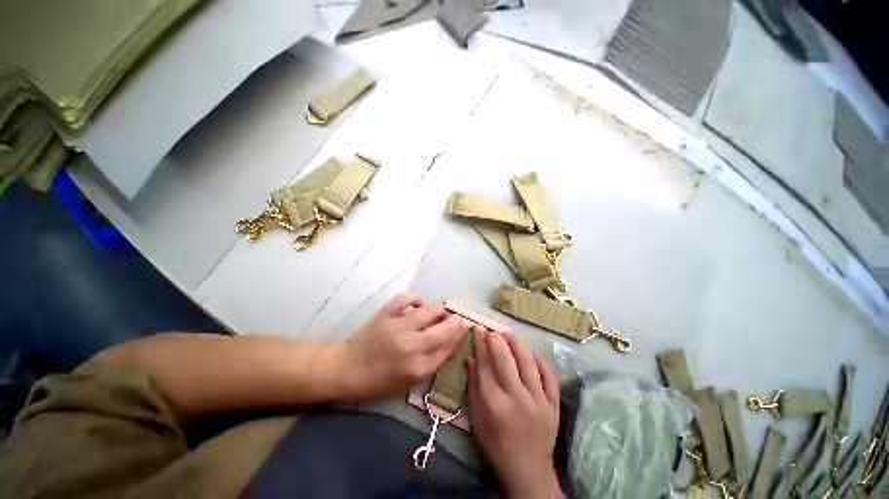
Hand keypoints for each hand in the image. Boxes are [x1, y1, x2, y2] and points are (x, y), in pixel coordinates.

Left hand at [339, 293, 469, 399]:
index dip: (460, 333)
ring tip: (440, 311)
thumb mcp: (412, 379)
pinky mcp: (385, 314)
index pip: (449, 346)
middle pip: (444, 327)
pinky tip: (418, 304)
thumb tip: (454, 339)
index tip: (466, 325)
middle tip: (455, 318)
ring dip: (439, 309)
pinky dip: (415, 299)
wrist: (349, 369)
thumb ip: (435, 359)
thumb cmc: (381, 380)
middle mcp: (411, 345)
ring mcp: (398, 327)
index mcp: (418, 367)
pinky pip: (405, 299)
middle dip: (455, 320)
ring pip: (429, 311)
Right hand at [468, 330, 561, 498]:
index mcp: (495, 404)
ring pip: (527, 363)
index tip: (479, 331)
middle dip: (496, 340)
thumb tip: (470, 359)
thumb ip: (474, 386)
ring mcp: (539, 401)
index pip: (485, 366)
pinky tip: (533, 354)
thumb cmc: (496, 444)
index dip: (481, 346)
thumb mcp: (478, 418)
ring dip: (517, 345)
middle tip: (492, 330)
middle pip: (505, 360)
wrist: (527, 470)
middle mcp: (517, 399)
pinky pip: (549, 377)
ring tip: (509, 335)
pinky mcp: (554, 405)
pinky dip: (541, 362)